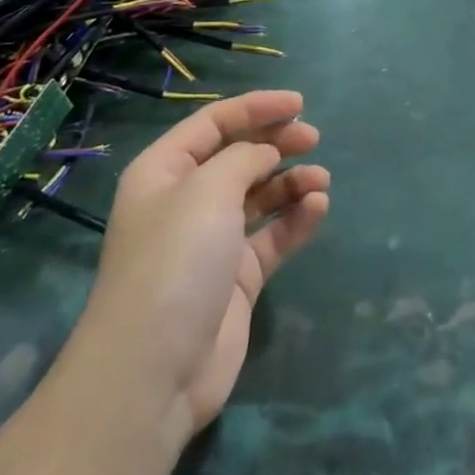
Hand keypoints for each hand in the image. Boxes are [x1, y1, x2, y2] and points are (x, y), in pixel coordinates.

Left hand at [82, 91, 327, 438]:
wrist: (154, 370)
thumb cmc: (175, 260)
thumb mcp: (208, 190)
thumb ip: (244, 158)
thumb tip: (267, 153)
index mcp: (164, 172)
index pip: (213, 124)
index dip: (256, 108)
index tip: (300, 103)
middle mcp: (186, 202)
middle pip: (238, 157)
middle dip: (276, 143)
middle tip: (313, 138)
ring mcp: (212, 242)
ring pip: (260, 196)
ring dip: (291, 183)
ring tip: (320, 180)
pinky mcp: (237, 278)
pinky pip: (272, 236)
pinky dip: (295, 220)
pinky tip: (317, 209)